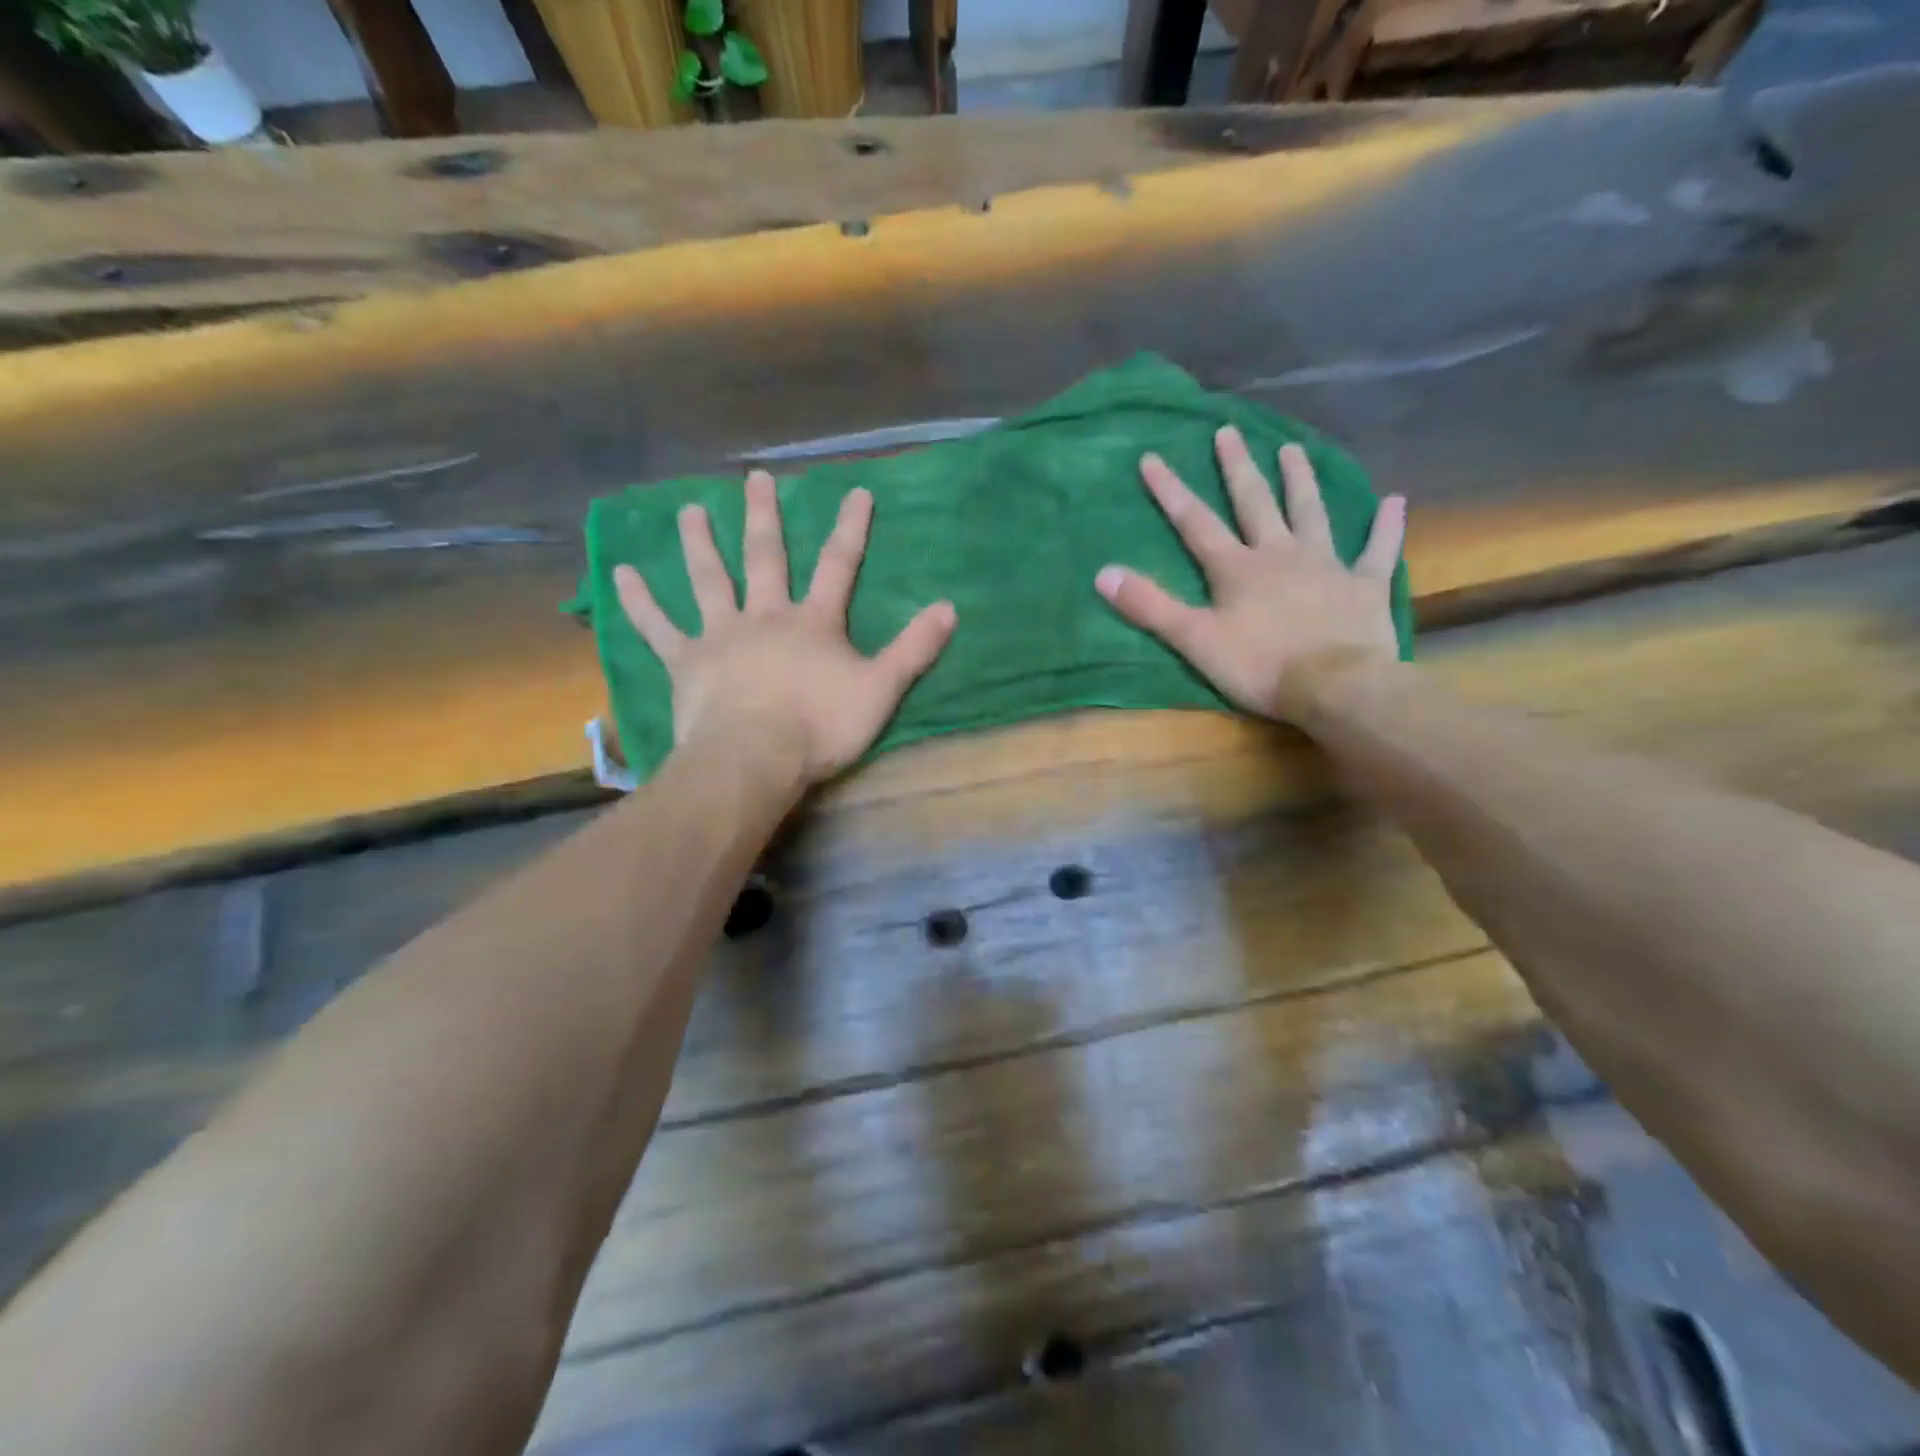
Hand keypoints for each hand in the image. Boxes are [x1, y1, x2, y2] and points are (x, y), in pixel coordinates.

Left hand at [614, 471, 955, 787]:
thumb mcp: (881, 690)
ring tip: (688, 510)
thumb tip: (950, 608)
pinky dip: (640, 601)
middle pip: (765, 557)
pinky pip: (659, 627)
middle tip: (754, 479)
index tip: (856, 491)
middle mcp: (766, 616)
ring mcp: (722, 635)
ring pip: (709, 580)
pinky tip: (620, 574)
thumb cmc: (820, 726)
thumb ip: (914, 649)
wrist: (755, 757)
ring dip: (699, 543)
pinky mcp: (686, 662)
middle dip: (764, 517)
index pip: (839, 566)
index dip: (851, 529)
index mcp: (814, 623)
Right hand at [1094, 427, 1405, 723]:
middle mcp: (1280, 554)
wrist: (1336, 686)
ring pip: (1312, 513)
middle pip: (1255, 503)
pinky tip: (1394, 500)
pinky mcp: (1365, 584)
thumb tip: (1103, 574)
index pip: (1196, 523)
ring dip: (1301, 481)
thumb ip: (1150, 606)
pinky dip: (1386, 526)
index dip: (1171, 491)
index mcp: (1237, 568)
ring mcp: (1327, 564)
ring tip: (1293, 449)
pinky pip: (1378, 549)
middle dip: (1238, 467)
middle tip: (1228, 431)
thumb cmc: (1260, 666)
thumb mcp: (1194, 640)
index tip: (1151, 457)